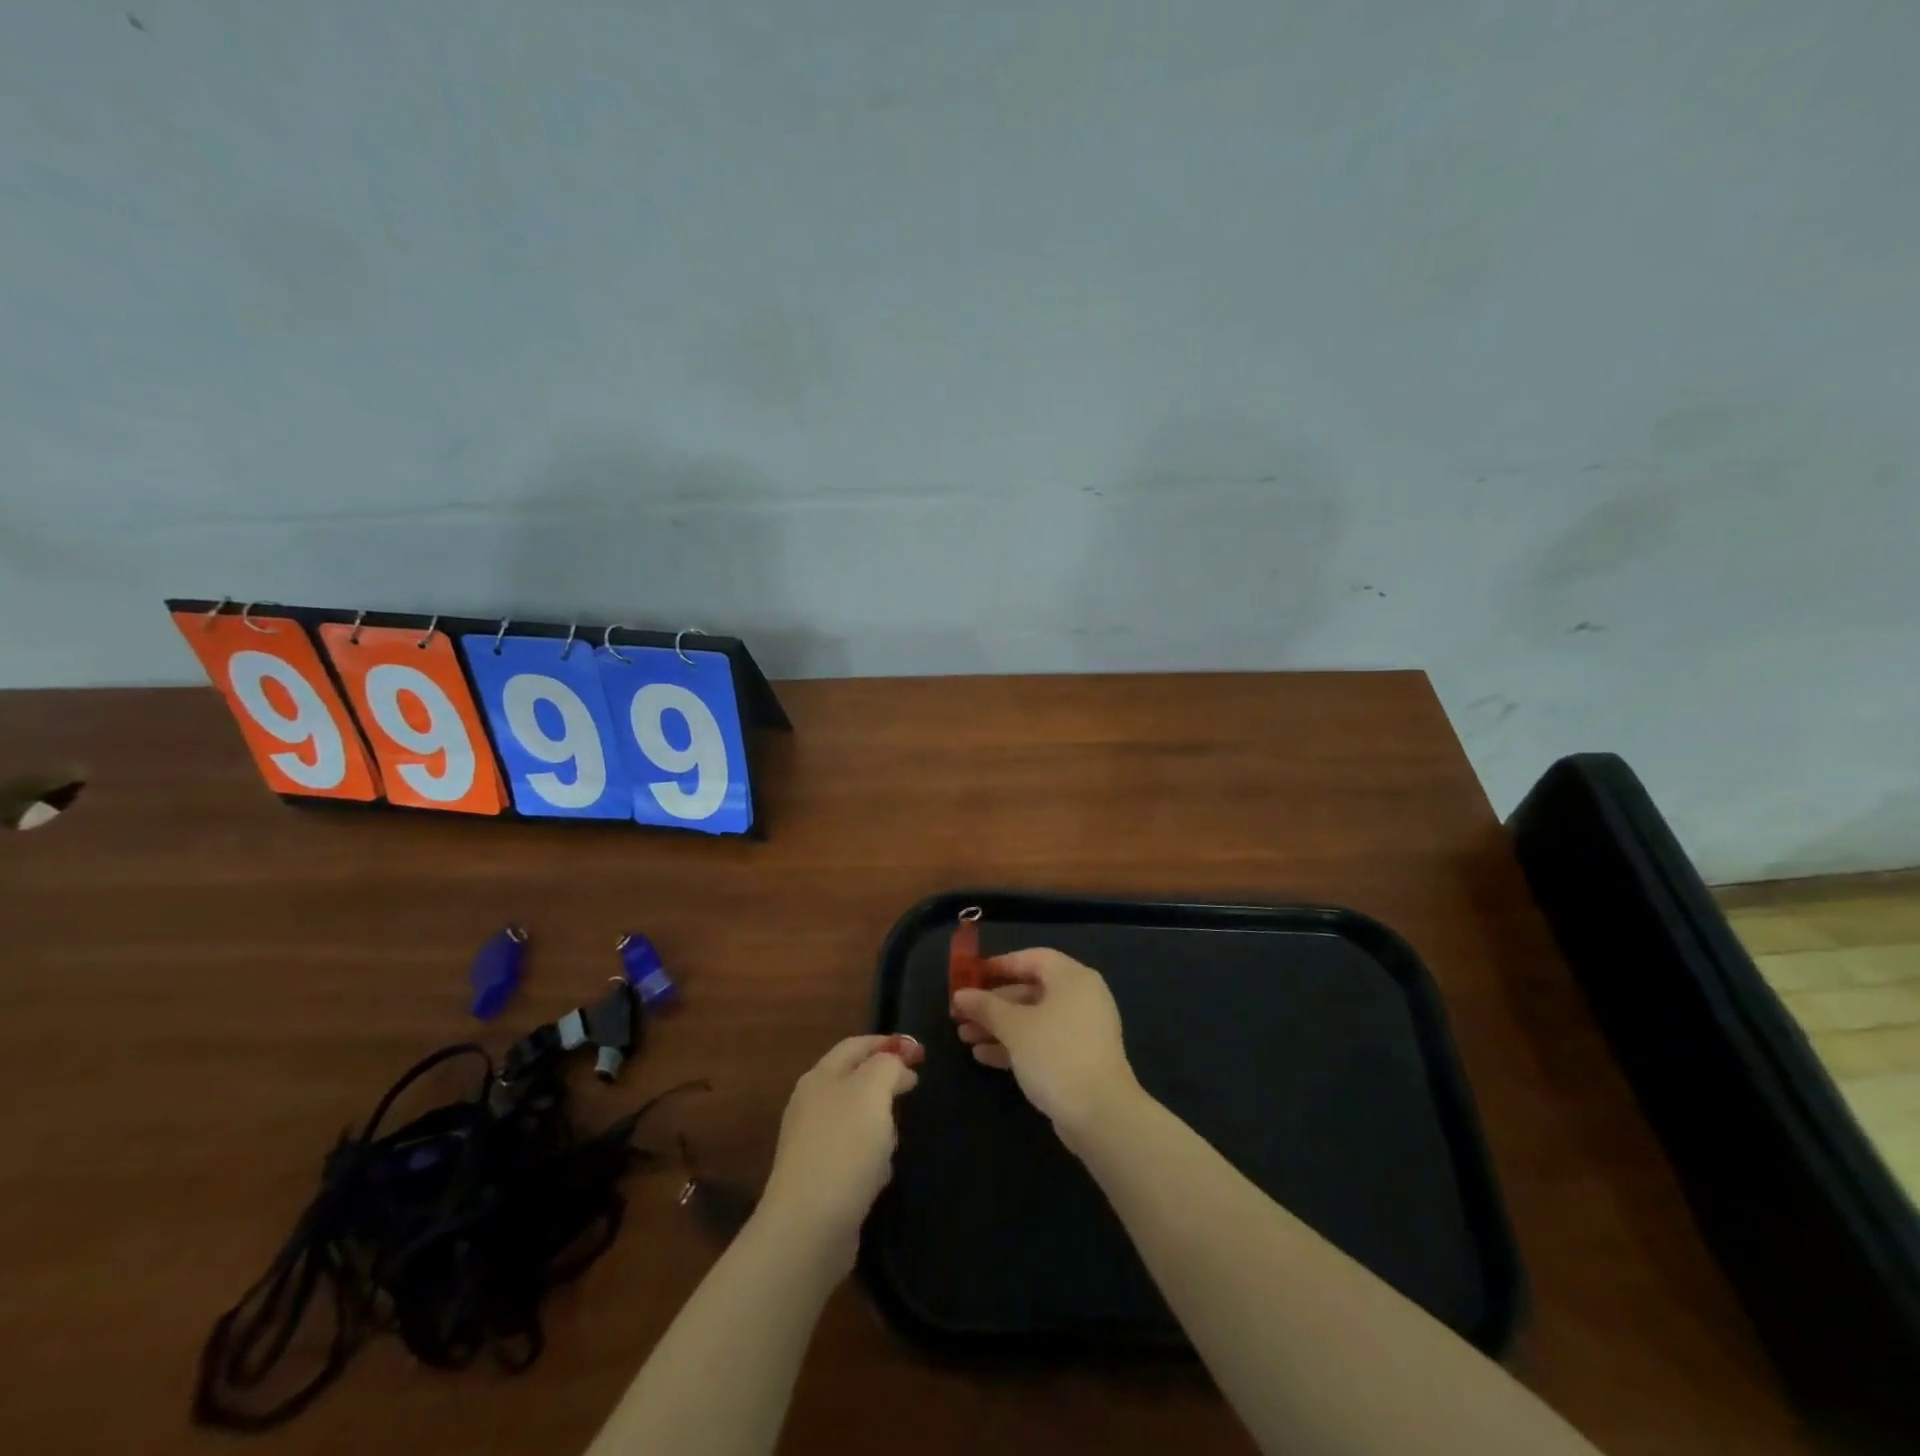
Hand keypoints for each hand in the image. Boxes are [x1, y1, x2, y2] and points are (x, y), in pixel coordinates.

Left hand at [758, 1034, 923, 1267]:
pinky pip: (853, 1154)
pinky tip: (879, 1175)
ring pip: (857, 1119)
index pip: (856, 1045)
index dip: (889, 1043)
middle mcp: (812, 1104)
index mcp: (820, 1076)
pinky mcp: (819, 1179)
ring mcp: (813, 1143)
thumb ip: (887, 1065)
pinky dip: (870, 1158)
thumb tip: (896, 1063)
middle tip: (913, 1089)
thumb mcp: (872, 1090)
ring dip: (880, 1124)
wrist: (808, 1228)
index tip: (920, 1053)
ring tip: (895, 1138)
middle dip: (886, 1083)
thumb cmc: (844, 1148)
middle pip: (856, 1080)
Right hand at [951, 949, 1141, 1141]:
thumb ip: (985, 1007)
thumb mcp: (1014, 1027)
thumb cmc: (1056, 1054)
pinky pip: (1041, 1042)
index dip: (1000, 964)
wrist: (1100, 1114)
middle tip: (960, 1013)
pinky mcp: (1078, 1059)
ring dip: (998, 1026)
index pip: (1032, 958)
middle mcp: (1080, 998)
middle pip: (1030, 990)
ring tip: (964, 1037)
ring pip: (1033, 1019)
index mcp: (1072, 978)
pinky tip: (983, 1056)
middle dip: (993, 1003)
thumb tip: (960, 995)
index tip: (971, 975)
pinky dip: (1015, 1045)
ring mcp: (1081, 1030)